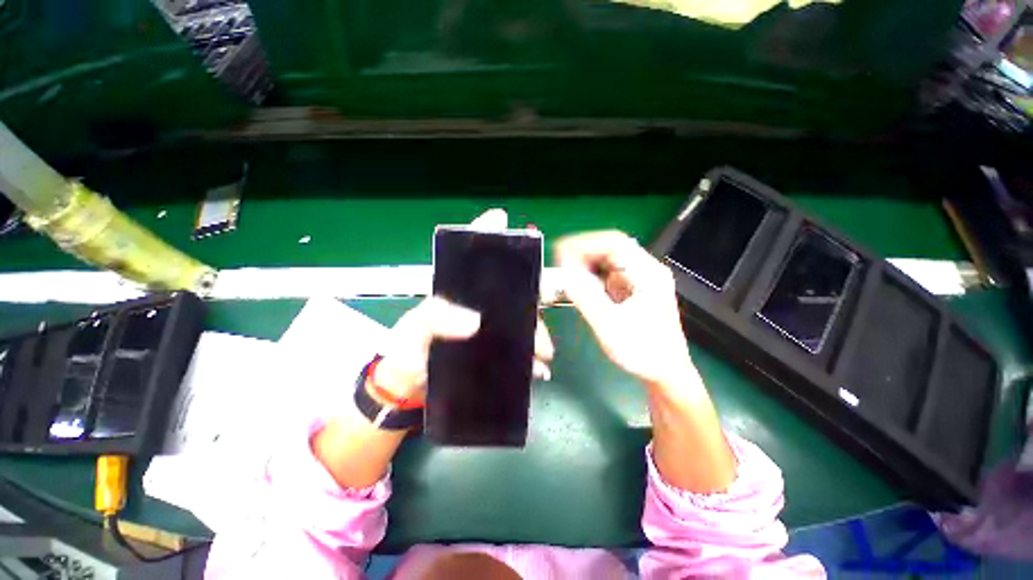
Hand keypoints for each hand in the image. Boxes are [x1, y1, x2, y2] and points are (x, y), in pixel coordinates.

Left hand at [373, 209, 554, 402]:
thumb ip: (436, 318)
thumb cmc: (407, 350)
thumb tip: (475, 321)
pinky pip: (520, 347)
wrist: (408, 386)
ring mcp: (490, 326)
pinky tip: (538, 367)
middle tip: (546, 294)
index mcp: (456, 289)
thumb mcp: (416, 330)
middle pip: (511, 285)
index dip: (486, 231)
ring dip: (537, 330)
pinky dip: (532, 357)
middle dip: (532, 286)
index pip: (472, 254)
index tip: (500, 217)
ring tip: (543, 351)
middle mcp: (478, 303)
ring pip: (522, 318)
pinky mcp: (496, 349)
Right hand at [555, 231, 692, 388]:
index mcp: (648, 273)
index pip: (615, 242)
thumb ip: (585, 297)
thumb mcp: (610, 325)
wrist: (665, 373)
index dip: (585, 243)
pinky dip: (591, 275)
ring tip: (566, 274)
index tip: (561, 253)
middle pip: (611, 248)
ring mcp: (640, 279)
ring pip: (608, 260)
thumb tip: (564, 274)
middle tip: (560, 264)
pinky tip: (580, 285)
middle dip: (583, 253)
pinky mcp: (633, 290)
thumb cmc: (642, 352)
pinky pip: (608, 274)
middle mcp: (646, 270)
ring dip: (585, 264)